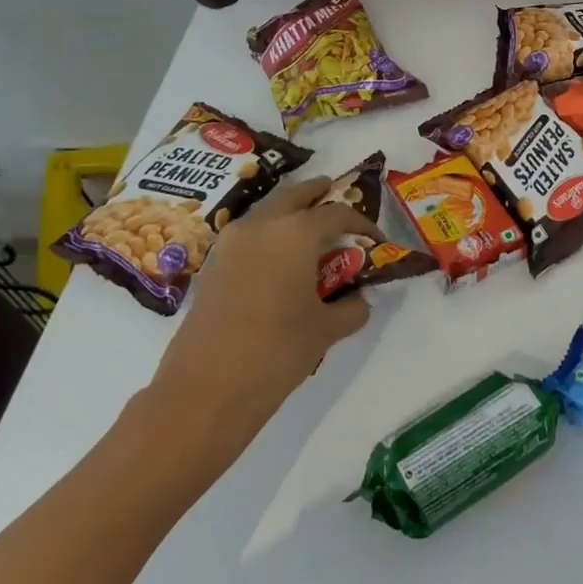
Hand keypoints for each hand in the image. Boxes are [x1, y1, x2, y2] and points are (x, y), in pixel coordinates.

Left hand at [150, 176, 379, 435]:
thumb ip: (352, 308)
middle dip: (317, 194)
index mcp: (294, 233)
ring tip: (310, 229)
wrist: (205, 390)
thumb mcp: (326, 330)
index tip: (377, 240)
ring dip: (290, 213)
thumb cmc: (276, 352)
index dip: (362, 223)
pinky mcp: (213, 266)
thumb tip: (359, 300)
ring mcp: (230, 244)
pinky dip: (269, 235)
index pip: (337, 213)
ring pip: (266, 212)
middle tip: (335, 193)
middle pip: (294, 196)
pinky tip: (281, 260)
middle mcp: (260, 226)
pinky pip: (248, 236)